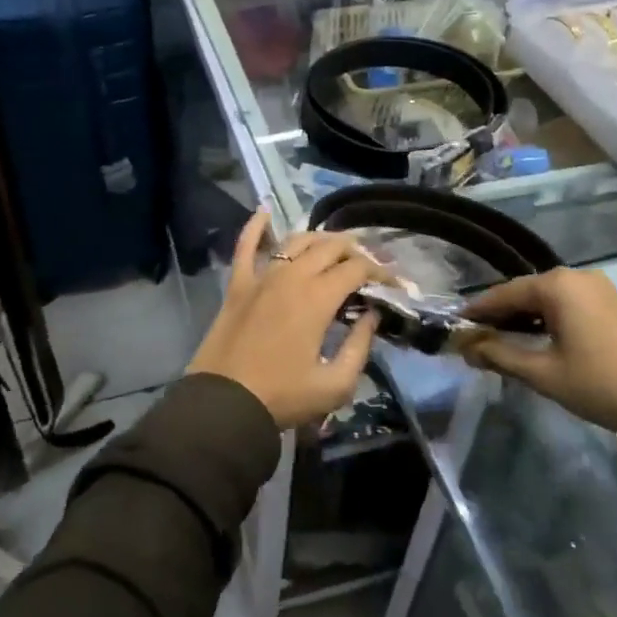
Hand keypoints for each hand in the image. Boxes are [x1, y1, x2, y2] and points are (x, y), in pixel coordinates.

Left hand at [189, 210, 382, 430]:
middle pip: (330, 246)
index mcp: (318, 298)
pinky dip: (256, 226)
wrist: (223, 404)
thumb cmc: (282, 397)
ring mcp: (261, 276)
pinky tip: (265, 212)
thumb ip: (360, 347)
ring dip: (320, 239)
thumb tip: (371, 316)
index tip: (394, 284)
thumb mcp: (335, 384)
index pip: (358, 269)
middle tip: (368, 266)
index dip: (381, 273)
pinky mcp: (238, 284)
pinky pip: (245, 245)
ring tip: (335, 247)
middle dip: (356, 250)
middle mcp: (291, 276)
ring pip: (296, 241)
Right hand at [460, 268, 616, 444]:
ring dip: (523, 318)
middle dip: (499, 315)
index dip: (477, 312)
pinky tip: (536, 339)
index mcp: (556, 284)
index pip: (503, 293)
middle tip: (475, 339)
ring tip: (501, 342)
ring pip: (546, 298)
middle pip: (525, 292)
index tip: (454, 328)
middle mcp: (576, 276)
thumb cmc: (598, 384)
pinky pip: (566, 304)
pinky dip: (546, 319)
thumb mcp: (542, 372)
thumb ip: (499, 354)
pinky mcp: (612, 304)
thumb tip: (465, 346)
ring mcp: (598, 288)